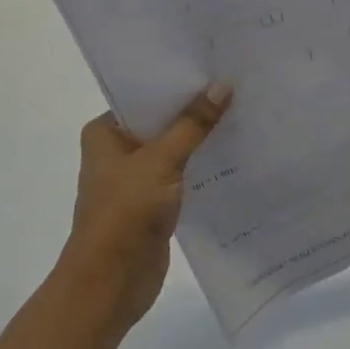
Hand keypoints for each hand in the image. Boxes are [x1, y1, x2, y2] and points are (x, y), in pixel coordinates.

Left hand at [56, 83, 231, 342]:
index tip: (214, 63)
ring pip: (176, 146)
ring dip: (202, 136)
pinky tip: (235, 150)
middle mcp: (118, 150)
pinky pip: (183, 171)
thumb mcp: (161, 161)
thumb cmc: (125, 213)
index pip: (146, 94)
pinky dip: (204, 162)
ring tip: (244, 109)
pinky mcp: (154, 201)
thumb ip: (193, 123)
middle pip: (163, 119)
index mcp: (106, 132)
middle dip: (196, 107)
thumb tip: (223, 85)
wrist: (109, 285)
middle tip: (238, 82)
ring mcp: (136, 177)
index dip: (179, 80)